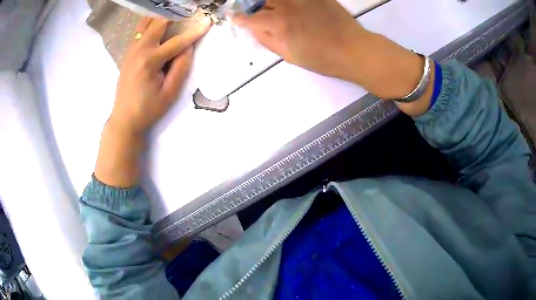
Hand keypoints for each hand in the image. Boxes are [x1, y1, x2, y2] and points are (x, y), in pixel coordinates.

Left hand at [95, 16, 210, 187]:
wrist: (124, 119)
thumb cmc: (148, 110)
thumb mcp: (169, 93)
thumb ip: (180, 68)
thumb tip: (188, 47)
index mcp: (150, 61)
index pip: (177, 41)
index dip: (194, 31)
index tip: (208, 22)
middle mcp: (139, 50)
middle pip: (158, 22)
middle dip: (175, 12)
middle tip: (189, 7)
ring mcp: (131, 50)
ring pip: (146, 22)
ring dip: (161, 14)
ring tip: (174, 10)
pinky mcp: (128, 52)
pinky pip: (140, 30)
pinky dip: (151, 21)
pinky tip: (159, 20)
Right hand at [232, 0, 367, 80]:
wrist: (354, 49)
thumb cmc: (323, 59)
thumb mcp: (290, 56)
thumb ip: (268, 40)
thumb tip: (254, 28)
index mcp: (279, 24)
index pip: (250, 18)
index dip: (239, 19)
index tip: (233, 18)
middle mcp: (287, 6)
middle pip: (261, 1)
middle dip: (253, 7)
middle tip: (255, 14)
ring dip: (270, 3)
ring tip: (274, 11)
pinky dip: (288, 3)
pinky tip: (290, 8)